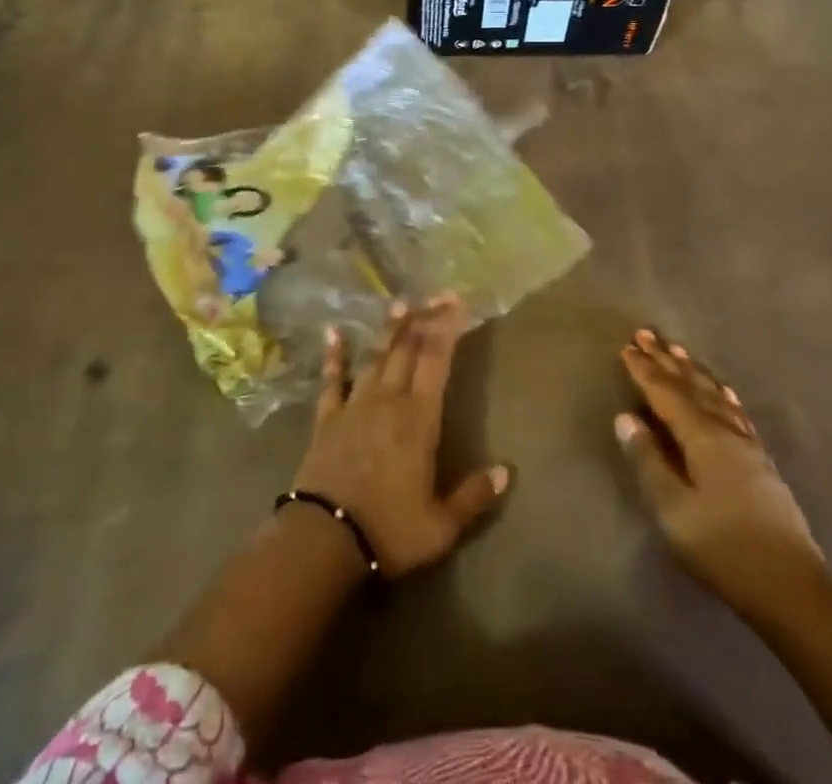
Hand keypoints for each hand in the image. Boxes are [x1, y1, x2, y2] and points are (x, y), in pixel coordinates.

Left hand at [291, 296, 508, 577]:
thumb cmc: (389, 530)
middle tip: (436, 295)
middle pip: (408, 350)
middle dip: (424, 320)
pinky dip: (334, 355)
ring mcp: (355, 405)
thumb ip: (473, 496)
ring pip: (376, 357)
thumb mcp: (441, 525)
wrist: (325, 538)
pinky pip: (333, 379)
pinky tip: (333, 332)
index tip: (457, 302)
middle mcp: (389, 401)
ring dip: (389, 330)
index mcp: (419, 420)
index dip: (447, 329)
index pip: (437, 362)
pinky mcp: (328, 417)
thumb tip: (506, 471)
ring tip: (399, 304)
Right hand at [616, 328, 826, 613]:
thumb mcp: (673, 509)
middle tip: (647, 333)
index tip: (627, 346)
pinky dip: (725, 396)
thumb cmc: (723, 547)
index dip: (645, 371)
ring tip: (679, 351)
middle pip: (692, 387)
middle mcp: (726, 431)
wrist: (792, 589)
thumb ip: (649, 461)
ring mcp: (748, 447)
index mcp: (702, 438)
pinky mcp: (762, 464)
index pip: (666, 394)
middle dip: (667, 361)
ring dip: (694, 372)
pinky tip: (725, 392)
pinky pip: (738, 414)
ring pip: (716, 396)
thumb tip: (626, 418)